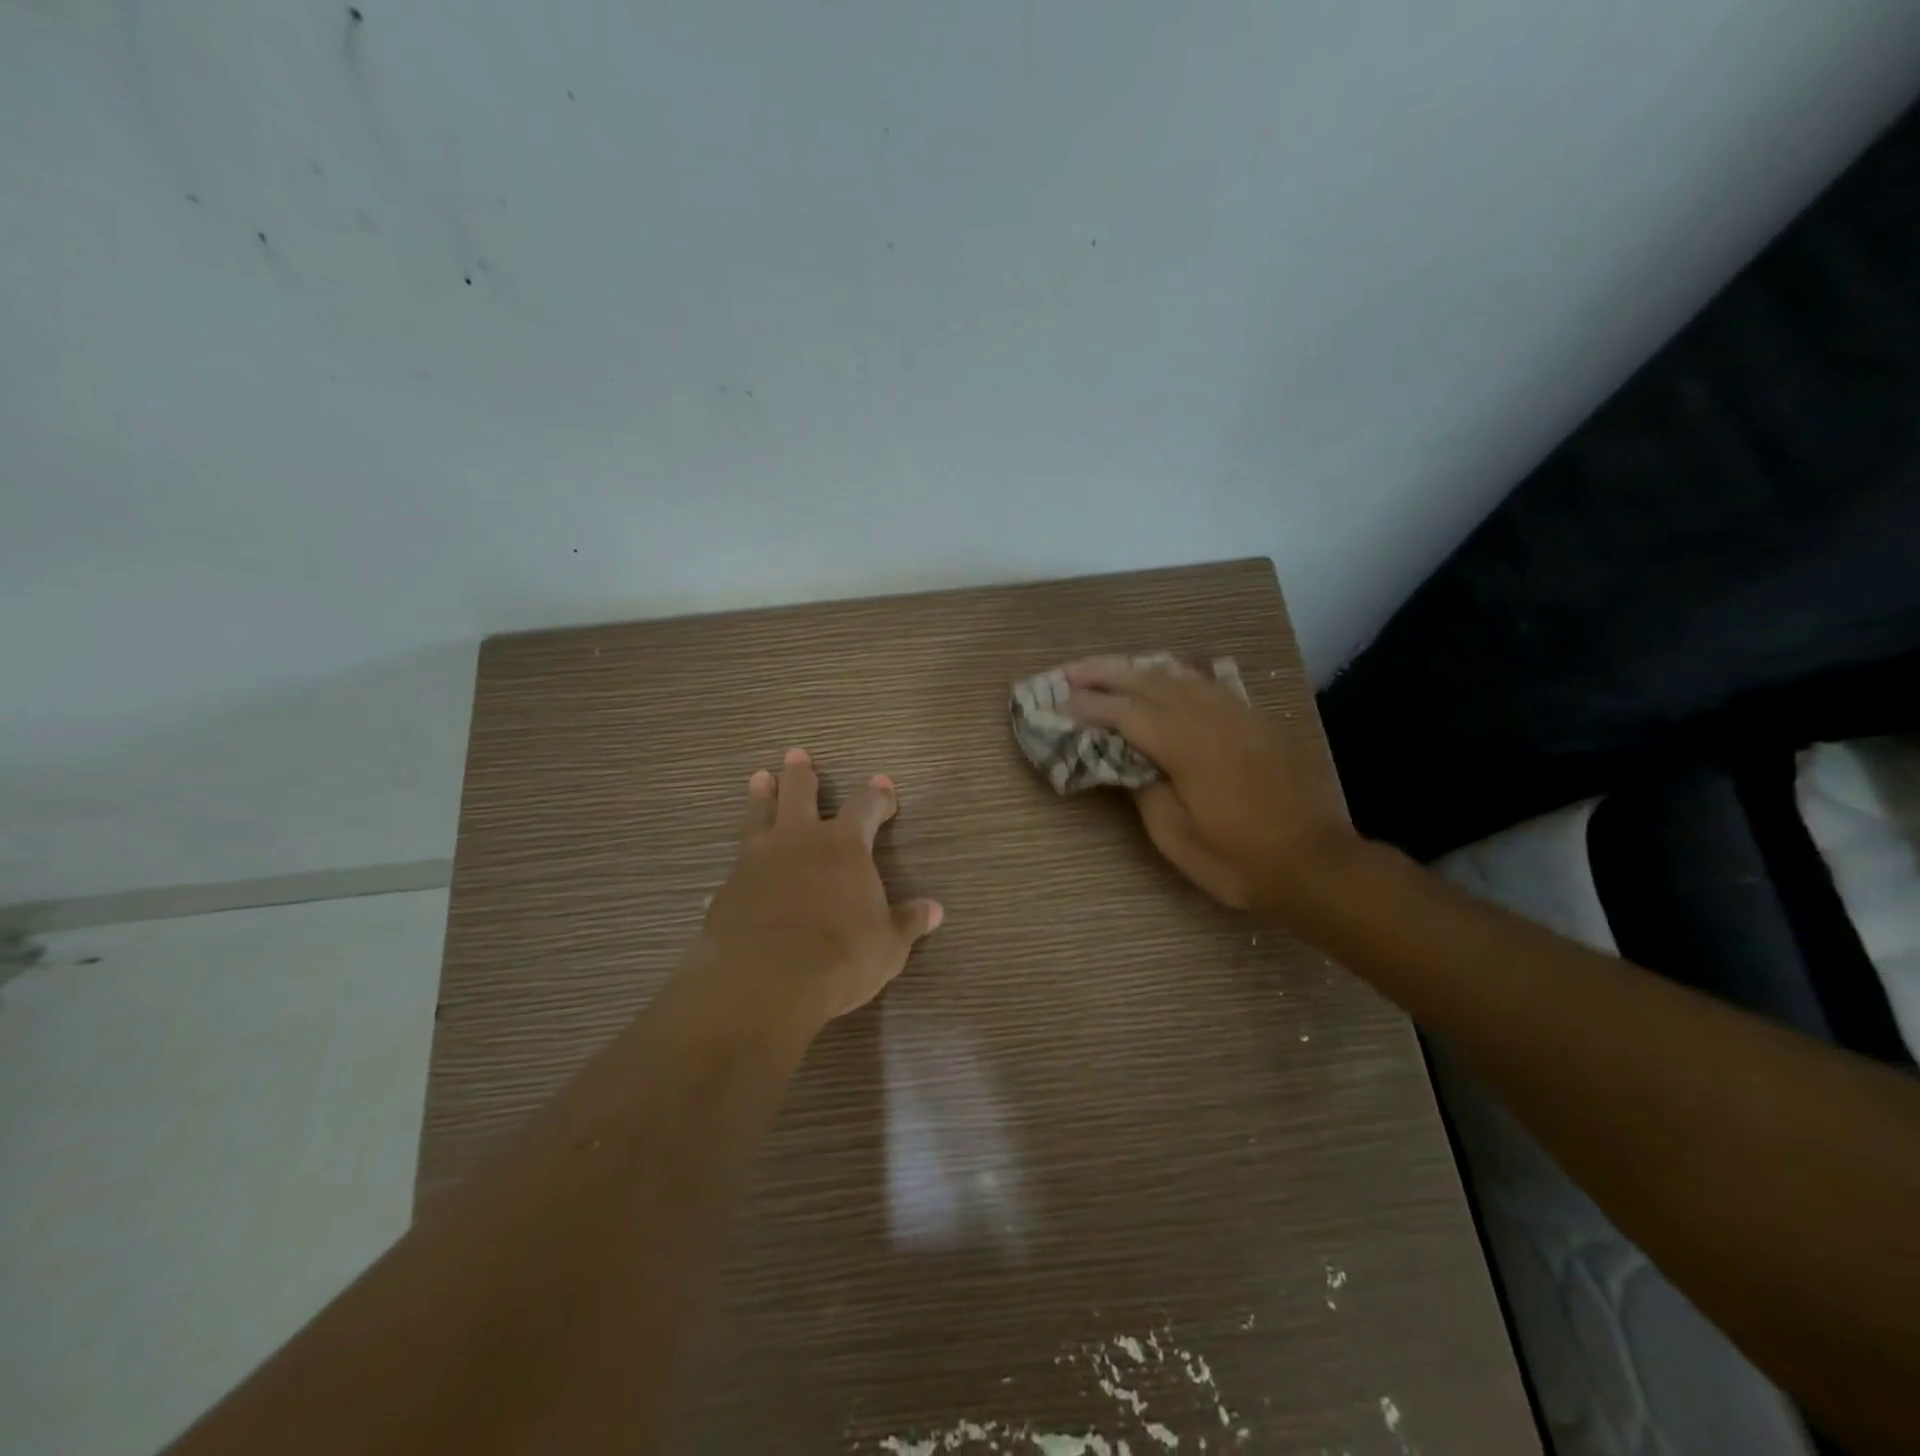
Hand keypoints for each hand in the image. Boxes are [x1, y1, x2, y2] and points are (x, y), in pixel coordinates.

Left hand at [695, 748, 942, 1027]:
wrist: (767, 980)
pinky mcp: (728, 888)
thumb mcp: (888, 944)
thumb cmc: (841, 956)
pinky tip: (730, 874)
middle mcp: (799, 841)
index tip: (883, 785)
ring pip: (759, 816)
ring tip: (759, 777)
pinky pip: (734, 868)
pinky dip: (738, 866)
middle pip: (800, 793)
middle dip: (802, 774)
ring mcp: (758, 861)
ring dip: (761, 796)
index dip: (877, 795)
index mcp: (844, 846)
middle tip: (796, 755)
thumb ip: (907, 922)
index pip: (865, 806)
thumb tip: (935, 910)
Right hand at [1065, 657, 1361, 911]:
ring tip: (1108, 670)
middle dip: (1104, 672)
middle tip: (1069, 672)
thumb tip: (1126, 761)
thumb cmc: (1239, 859)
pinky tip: (1166, 680)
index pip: (1124, 713)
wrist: (1316, 863)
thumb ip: (1144, 790)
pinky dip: (1175, 677)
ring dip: (1138, 669)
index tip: (1055, 702)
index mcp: (1185, 744)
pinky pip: (1207, 685)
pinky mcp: (1257, 721)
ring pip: (1179, 675)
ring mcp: (1238, 714)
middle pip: (1147, 680)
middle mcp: (1210, 716)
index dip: (1086, 706)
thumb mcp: (1176, 836)